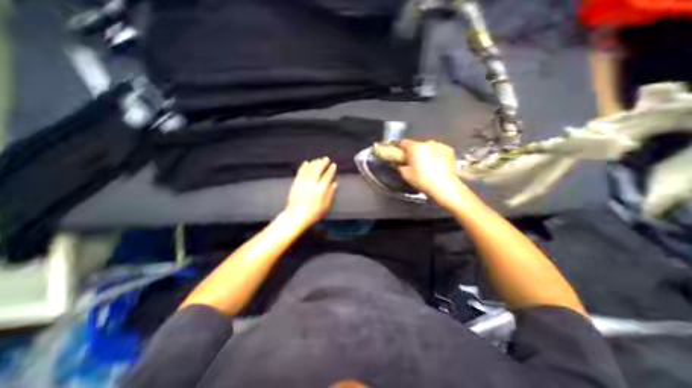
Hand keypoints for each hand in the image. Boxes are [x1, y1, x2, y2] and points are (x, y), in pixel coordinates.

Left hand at [283, 157, 338, 225]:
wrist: (296, 216)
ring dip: (314, 163)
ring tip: (318, 159)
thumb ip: (330, 194)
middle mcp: (312, 184)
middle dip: (323, 163)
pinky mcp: (296, 183)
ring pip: (309, 169)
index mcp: (320, 189)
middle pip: (318, 169)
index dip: (331, 169)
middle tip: (326, 159)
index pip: (327, 176)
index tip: (333, 165)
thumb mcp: (325, 206)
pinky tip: (306, 163)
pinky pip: (300, 172)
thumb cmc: (312, 213)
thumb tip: (334, 184)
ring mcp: (303, 182)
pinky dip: (304, 166)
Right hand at [397, 140, 472, 209]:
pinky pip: (438, 150)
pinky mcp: (449, 150)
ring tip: (427, 165)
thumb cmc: (422, 180)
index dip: (401, 149)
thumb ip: (399, 166)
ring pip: (428, 147)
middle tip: (414, 163)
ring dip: (426, 153)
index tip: (401, 155)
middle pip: (417, 145)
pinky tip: (436, 165)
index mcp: (415, 148)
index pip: (404, 142)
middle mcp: (427, 143)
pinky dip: (436, 155)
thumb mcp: (406, 175)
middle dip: (414, 152)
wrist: (444, 186)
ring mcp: (440, 145)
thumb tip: (396, 163)